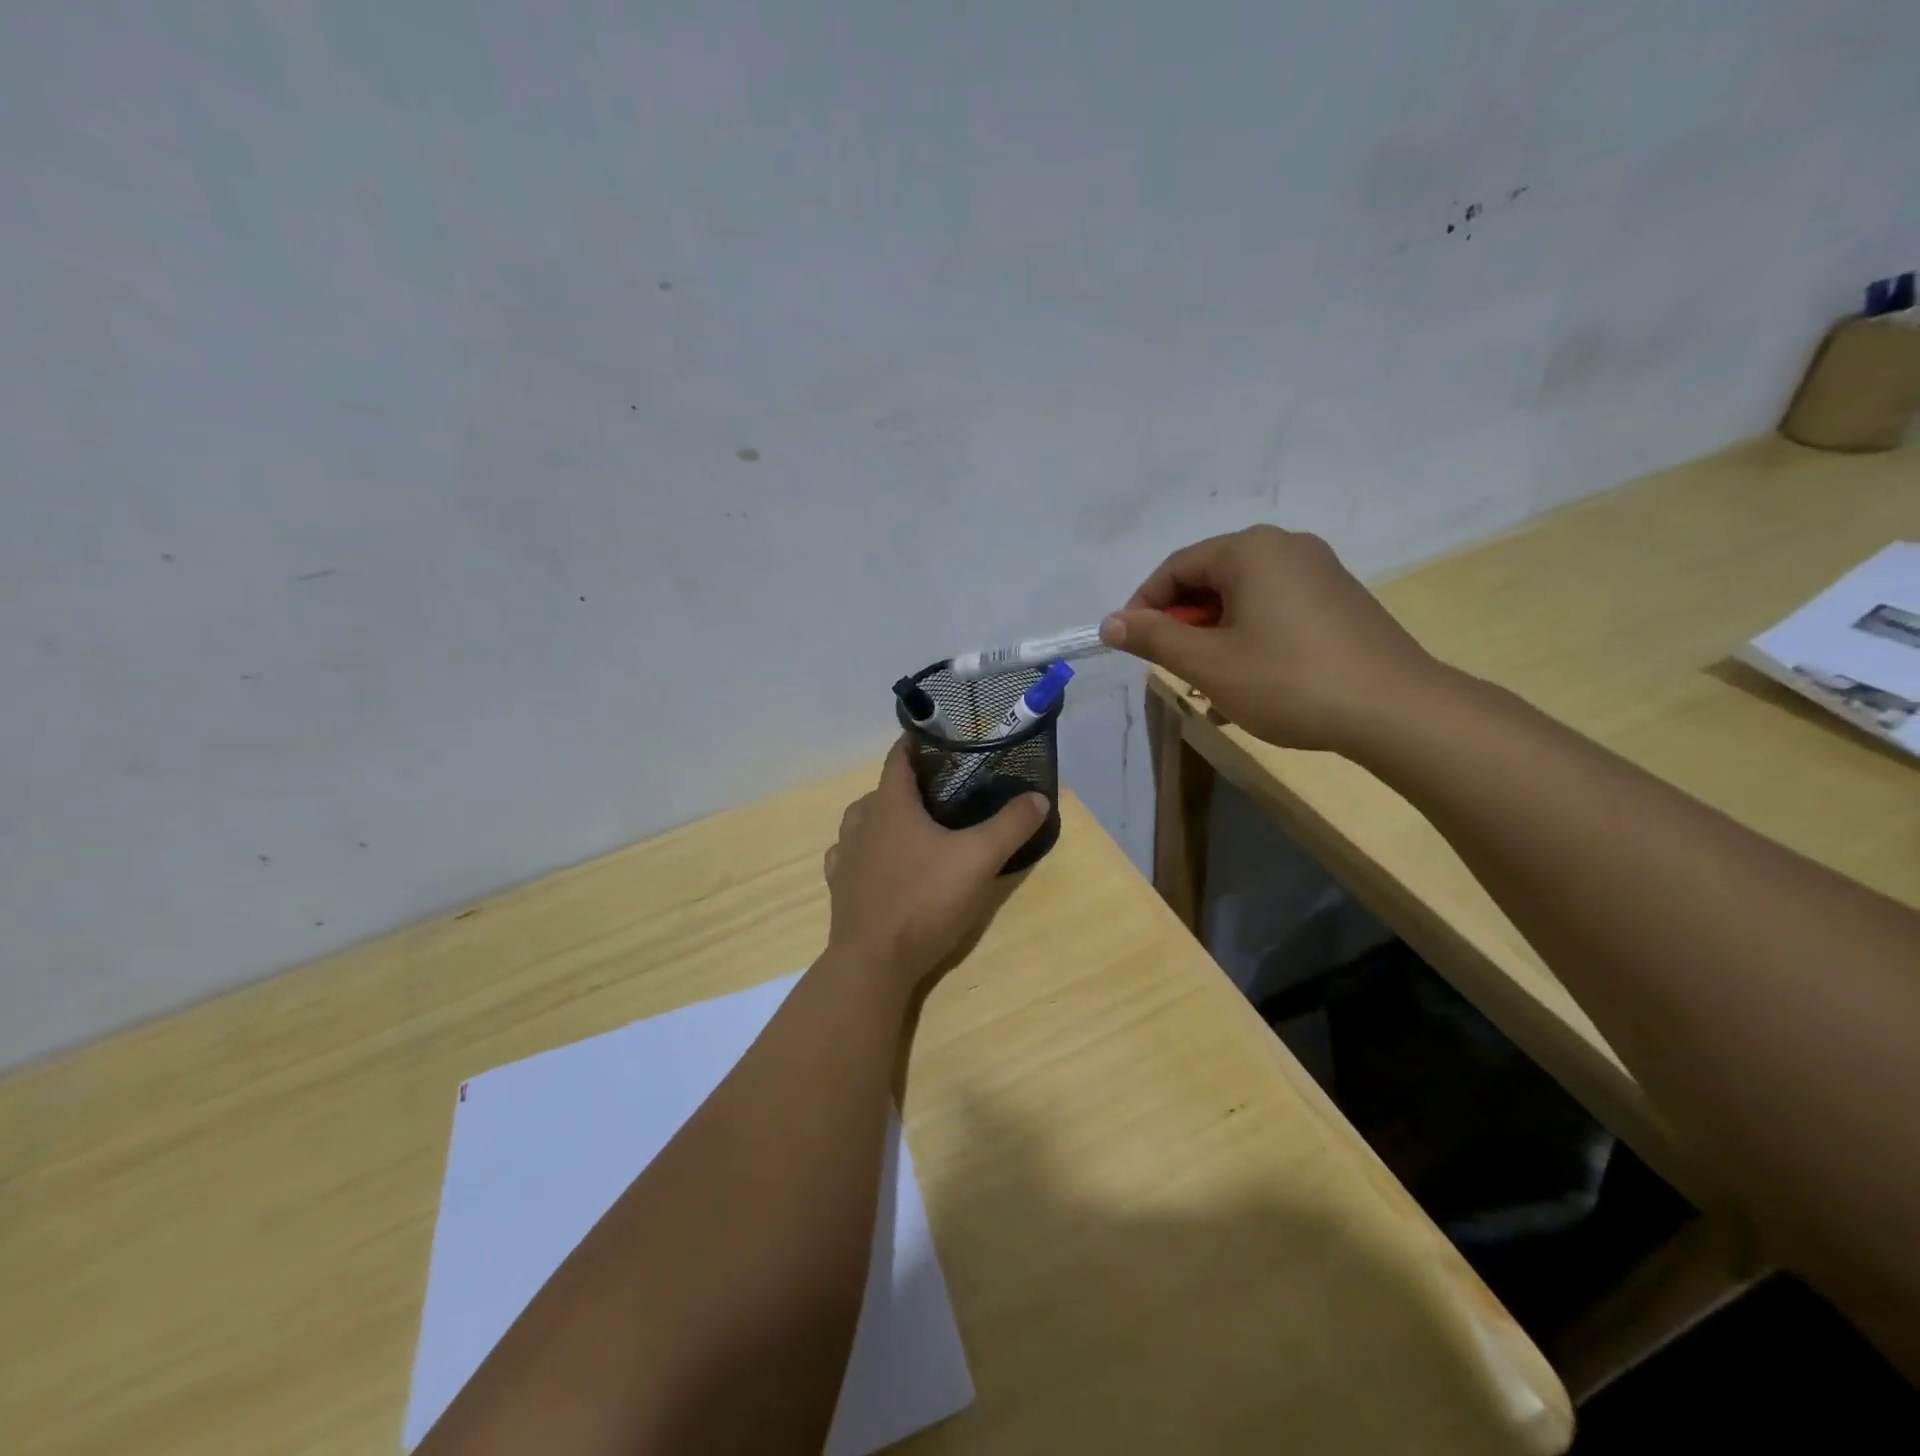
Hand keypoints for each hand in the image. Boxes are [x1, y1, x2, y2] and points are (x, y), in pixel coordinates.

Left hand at [823, 738, 1049, 988]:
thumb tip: (1039, 797)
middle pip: (884, 789)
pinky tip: (885, 863)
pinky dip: (868, 850)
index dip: (919, 744)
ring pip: (865, 820)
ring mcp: (845, 853)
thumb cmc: (924, 899)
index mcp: (890, 803)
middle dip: (911, 785)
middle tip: (946, 793)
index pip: (900, 756)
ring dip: (887, 816)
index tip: (944, 742)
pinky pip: (851, 853)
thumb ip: (1010, 825)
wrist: (874, 962)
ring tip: (917, 827)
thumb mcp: (979, 859)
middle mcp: (861, 820)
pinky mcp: (839, 885)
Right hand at [1099, 526, 1444, 752]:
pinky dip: (1250, 641)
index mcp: (1250, 550)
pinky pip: (1275, 612)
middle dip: (1183, 627)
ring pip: (1243, 601)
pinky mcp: (1340, 601)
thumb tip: (1109, 623)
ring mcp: (1319, 572)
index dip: (1144, 607)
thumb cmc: (1289, 681)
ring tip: (1210, 689)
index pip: (1176, 568)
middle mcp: (1286, 547)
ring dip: (1215, 640)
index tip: (1131, 647)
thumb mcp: (1209, 664)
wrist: (1396, 710)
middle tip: (1173, 671)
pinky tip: (1248, 686)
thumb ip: (1154, 639)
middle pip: (1210, 580)